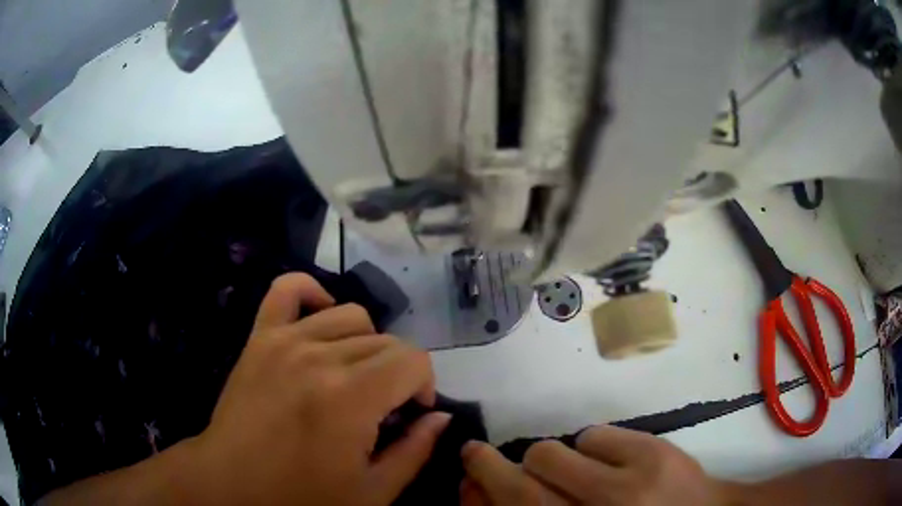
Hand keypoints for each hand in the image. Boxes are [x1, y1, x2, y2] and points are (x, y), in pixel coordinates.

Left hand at [181, 273, 449, 505]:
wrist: (231, 483)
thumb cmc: (303, 497)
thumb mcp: (374, 491)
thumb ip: (416, 450)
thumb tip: (439, 416)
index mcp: (350, 397)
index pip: (413, 360)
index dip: (424, 384)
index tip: (411, 413)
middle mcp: (319, 356)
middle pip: (385, 340)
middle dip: (397, 373)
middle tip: (381, 407)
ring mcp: (284, 339)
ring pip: (350, 316)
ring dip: (365, 345)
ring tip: (352, 376)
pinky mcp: (260, 336)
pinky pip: (288, 289)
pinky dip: (312, 293)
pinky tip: (320, 319)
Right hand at [460, 425, 729, 505]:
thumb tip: (484, 493)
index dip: (477, 496)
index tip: (465, 479)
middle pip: (518, 487)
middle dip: (488, 467)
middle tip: (477, 455)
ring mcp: (625, 487)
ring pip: (550, 453)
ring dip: (549, 459)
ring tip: (570, 470)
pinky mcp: (651, 453)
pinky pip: (593, 434)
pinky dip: (590, 446)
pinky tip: (609, 460)